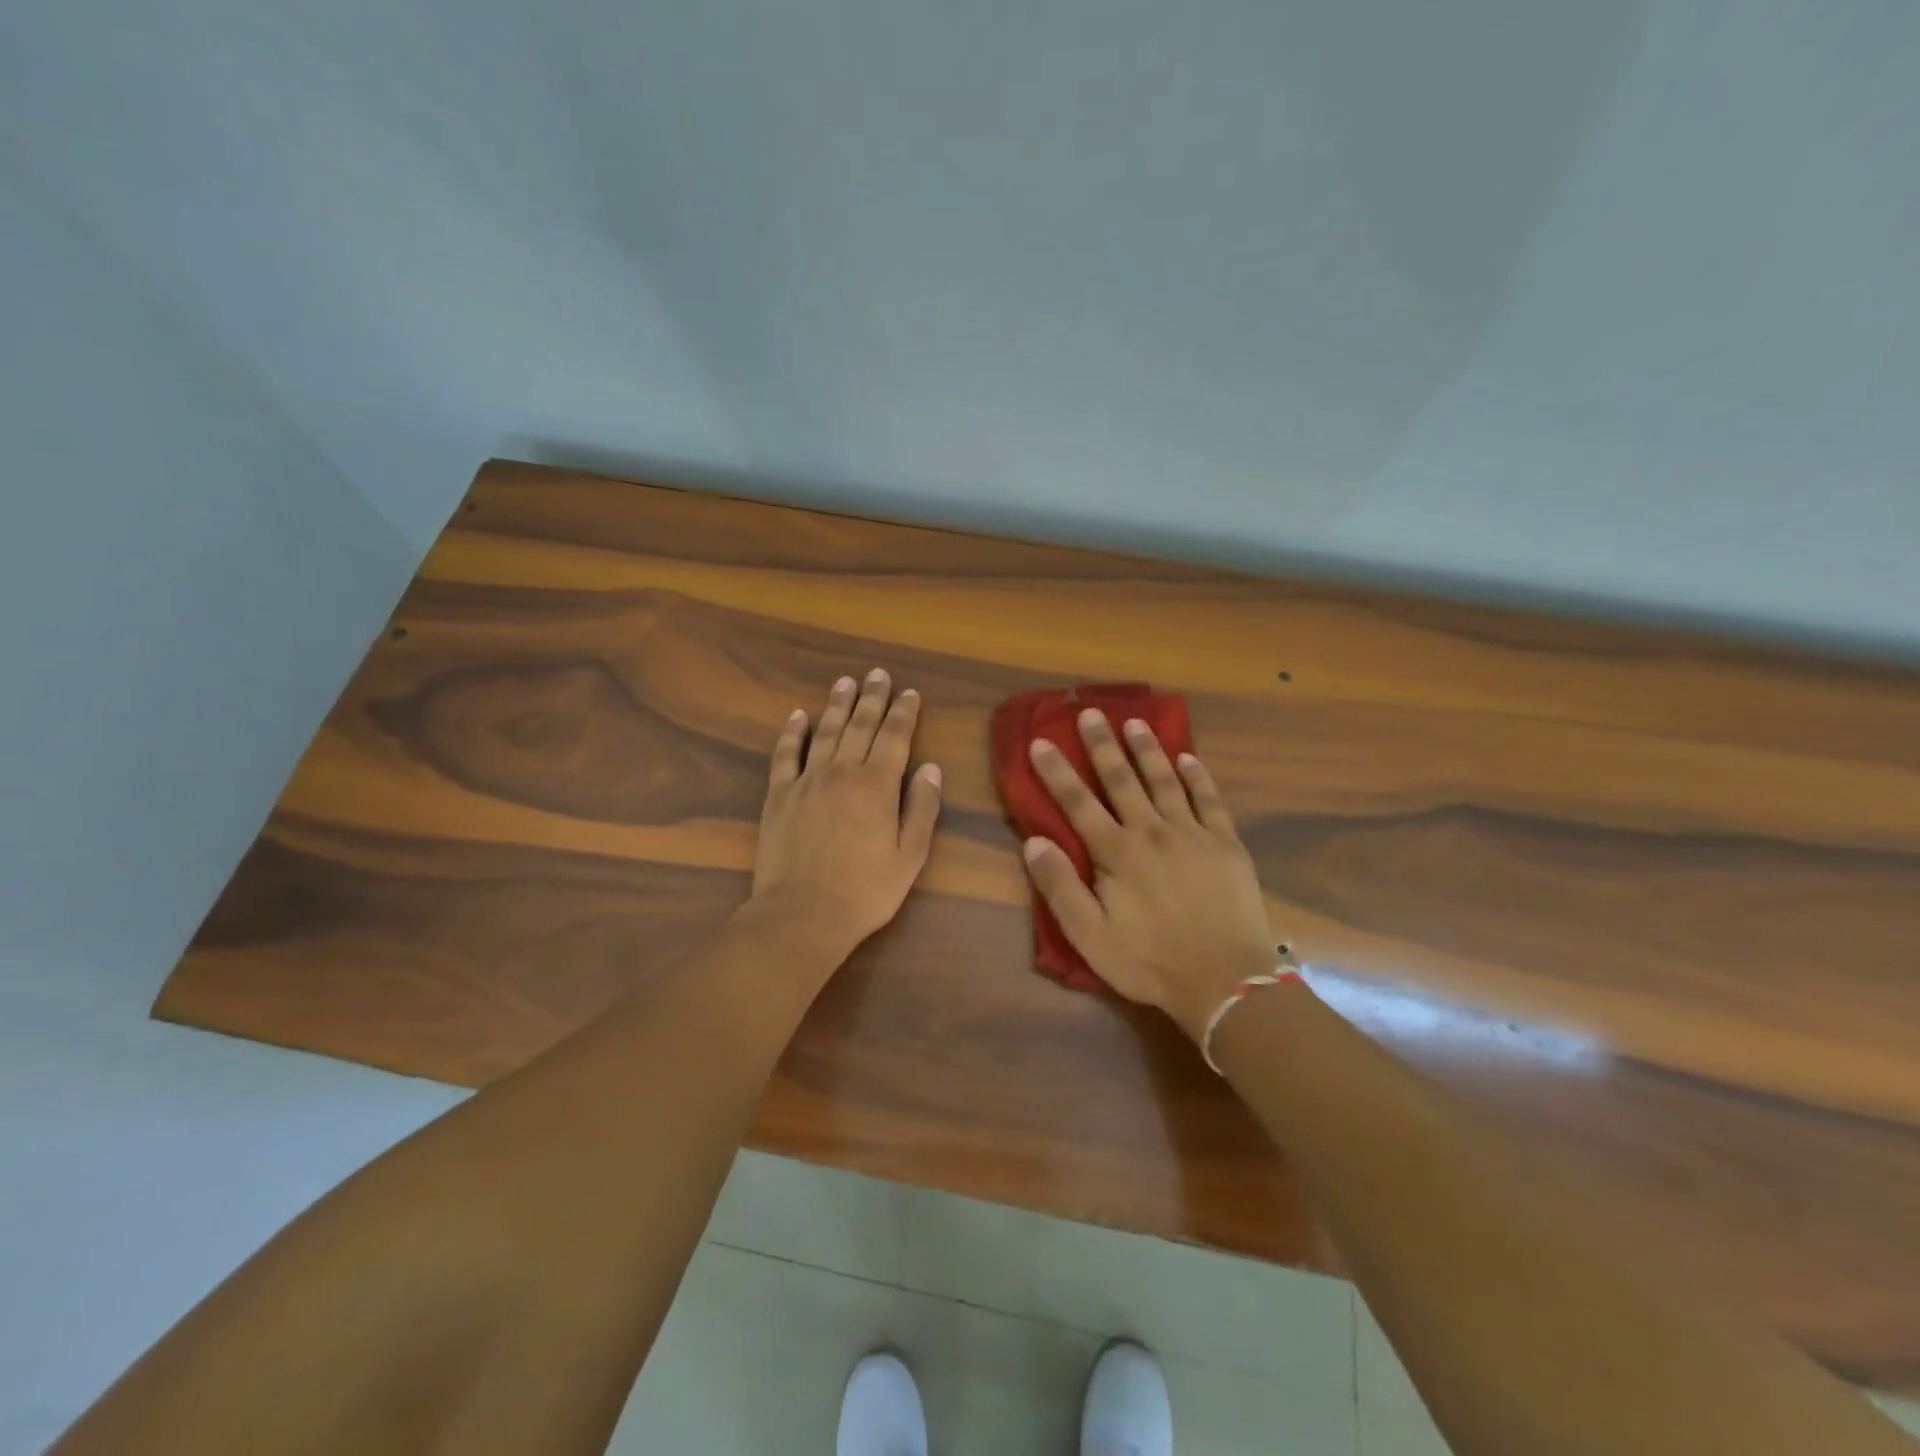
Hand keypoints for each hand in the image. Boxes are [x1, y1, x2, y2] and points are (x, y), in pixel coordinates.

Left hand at [749, 669, 942, 961]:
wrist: (803, 914)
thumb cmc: (865, 891)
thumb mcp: (910, 856)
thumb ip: (922, 809)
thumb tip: (931, 769)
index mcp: (878, 785)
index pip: (895, 737)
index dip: (904, 713)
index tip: (909, 693)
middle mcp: (842, 772)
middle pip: (860, 726)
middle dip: (872, 698)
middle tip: (878, 674)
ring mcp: (806, 781)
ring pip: (824, 732)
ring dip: (837, 705)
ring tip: (845, 683)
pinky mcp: (778, 795)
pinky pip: (785, 755)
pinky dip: (792, 733)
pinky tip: (797, 716)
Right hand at [1023, 710, 1276, 1042]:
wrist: (1227, 981)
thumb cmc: (1150, 962)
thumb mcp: (1091, 936)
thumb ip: (1060, 887)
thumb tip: (1034, 841)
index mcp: (1117, 853)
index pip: (1078, 803)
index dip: (1057, 772)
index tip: (1041, 742)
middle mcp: (1152, 832)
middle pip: (1122, 780)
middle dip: (1103, 745)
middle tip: (1091, 713)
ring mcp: (1193, 834)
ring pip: (1165, 781)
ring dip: (1148, 750)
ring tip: (1135, 722)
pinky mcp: (1226, 844)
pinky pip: (1210, 801)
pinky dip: (1198, 777)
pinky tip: (1189, 759)